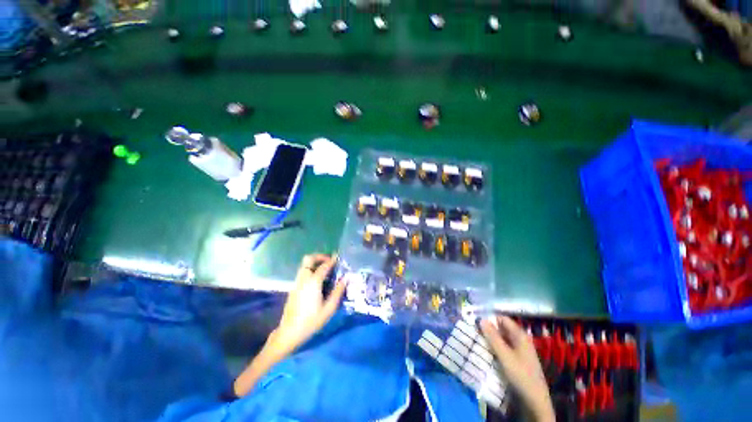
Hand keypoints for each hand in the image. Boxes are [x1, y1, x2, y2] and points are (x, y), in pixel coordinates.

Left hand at [269, 254, 346, 355]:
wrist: (289, 332)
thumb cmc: (311, 321)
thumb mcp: (329, 308)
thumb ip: (338, 292)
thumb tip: (345, 279)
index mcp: (313, 282)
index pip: (324, 266)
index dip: (332, 260)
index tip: (338, 258)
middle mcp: (304, 278)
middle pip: (309, 259)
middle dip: (319, 257)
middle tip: (329, 261)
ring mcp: (297, 282)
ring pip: (304, 265)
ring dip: (314, 263)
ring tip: (325, 270)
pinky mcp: (294, 288)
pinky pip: (303, 272)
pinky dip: (310, 270)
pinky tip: (318, 281)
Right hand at [480, 316, 554, 421]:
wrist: (534, 401)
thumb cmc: (521, 375)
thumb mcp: (504, 356)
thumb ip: (493, 337)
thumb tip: (481, 319)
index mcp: (520, 335)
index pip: (502, 319)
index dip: (489, 318)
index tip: (476, 322)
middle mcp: (520, 340)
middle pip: (501, 328)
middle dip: (488, 329)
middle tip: (474, 331)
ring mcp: (519, 350)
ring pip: (501, 339)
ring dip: (490, 339)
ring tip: (477, 340)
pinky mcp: (516, 359)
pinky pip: (503, 348)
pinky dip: (494, 348)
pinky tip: (486, 352)